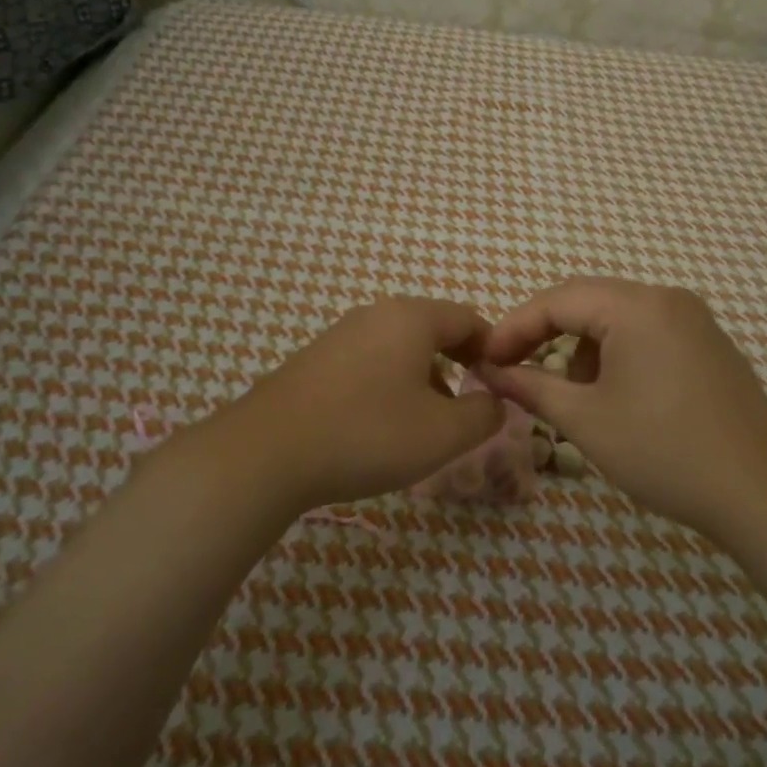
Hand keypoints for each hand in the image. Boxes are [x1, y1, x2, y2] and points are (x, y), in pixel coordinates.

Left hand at [223, 297, 505, 512]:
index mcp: (411, 318)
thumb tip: (496, 402)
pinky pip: (368, 362)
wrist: (267, 452)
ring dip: (422, 378)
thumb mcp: (443, 433)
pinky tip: (379, 426)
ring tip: (425, 423)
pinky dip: (388, 385)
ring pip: (399, 348)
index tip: (500, 384)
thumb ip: (484, 415)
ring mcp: (339, 335)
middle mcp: (375, 314)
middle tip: (467, 405)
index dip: (492, 349)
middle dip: (457, 364)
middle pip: (432, 330)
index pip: (468, 318)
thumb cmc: (368, 434)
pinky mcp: (314, 360)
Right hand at [480, 278, 766, 538]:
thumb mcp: (586, 420)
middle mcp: (666, 298)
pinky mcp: (708, 344)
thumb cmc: (664, 451)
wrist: (761, 492)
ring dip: (582, 347)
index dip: (514, 327)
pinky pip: (646, 332)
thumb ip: (531, 387)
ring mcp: (693, 319)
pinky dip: (616, 354)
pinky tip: (613, 395)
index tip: (485, 360)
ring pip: (617, 317)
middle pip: (588, 301)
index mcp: (636, 306)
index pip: (558, 299)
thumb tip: (490, 372)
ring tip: (569, 394)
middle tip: (514, 369)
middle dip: (545, 334)